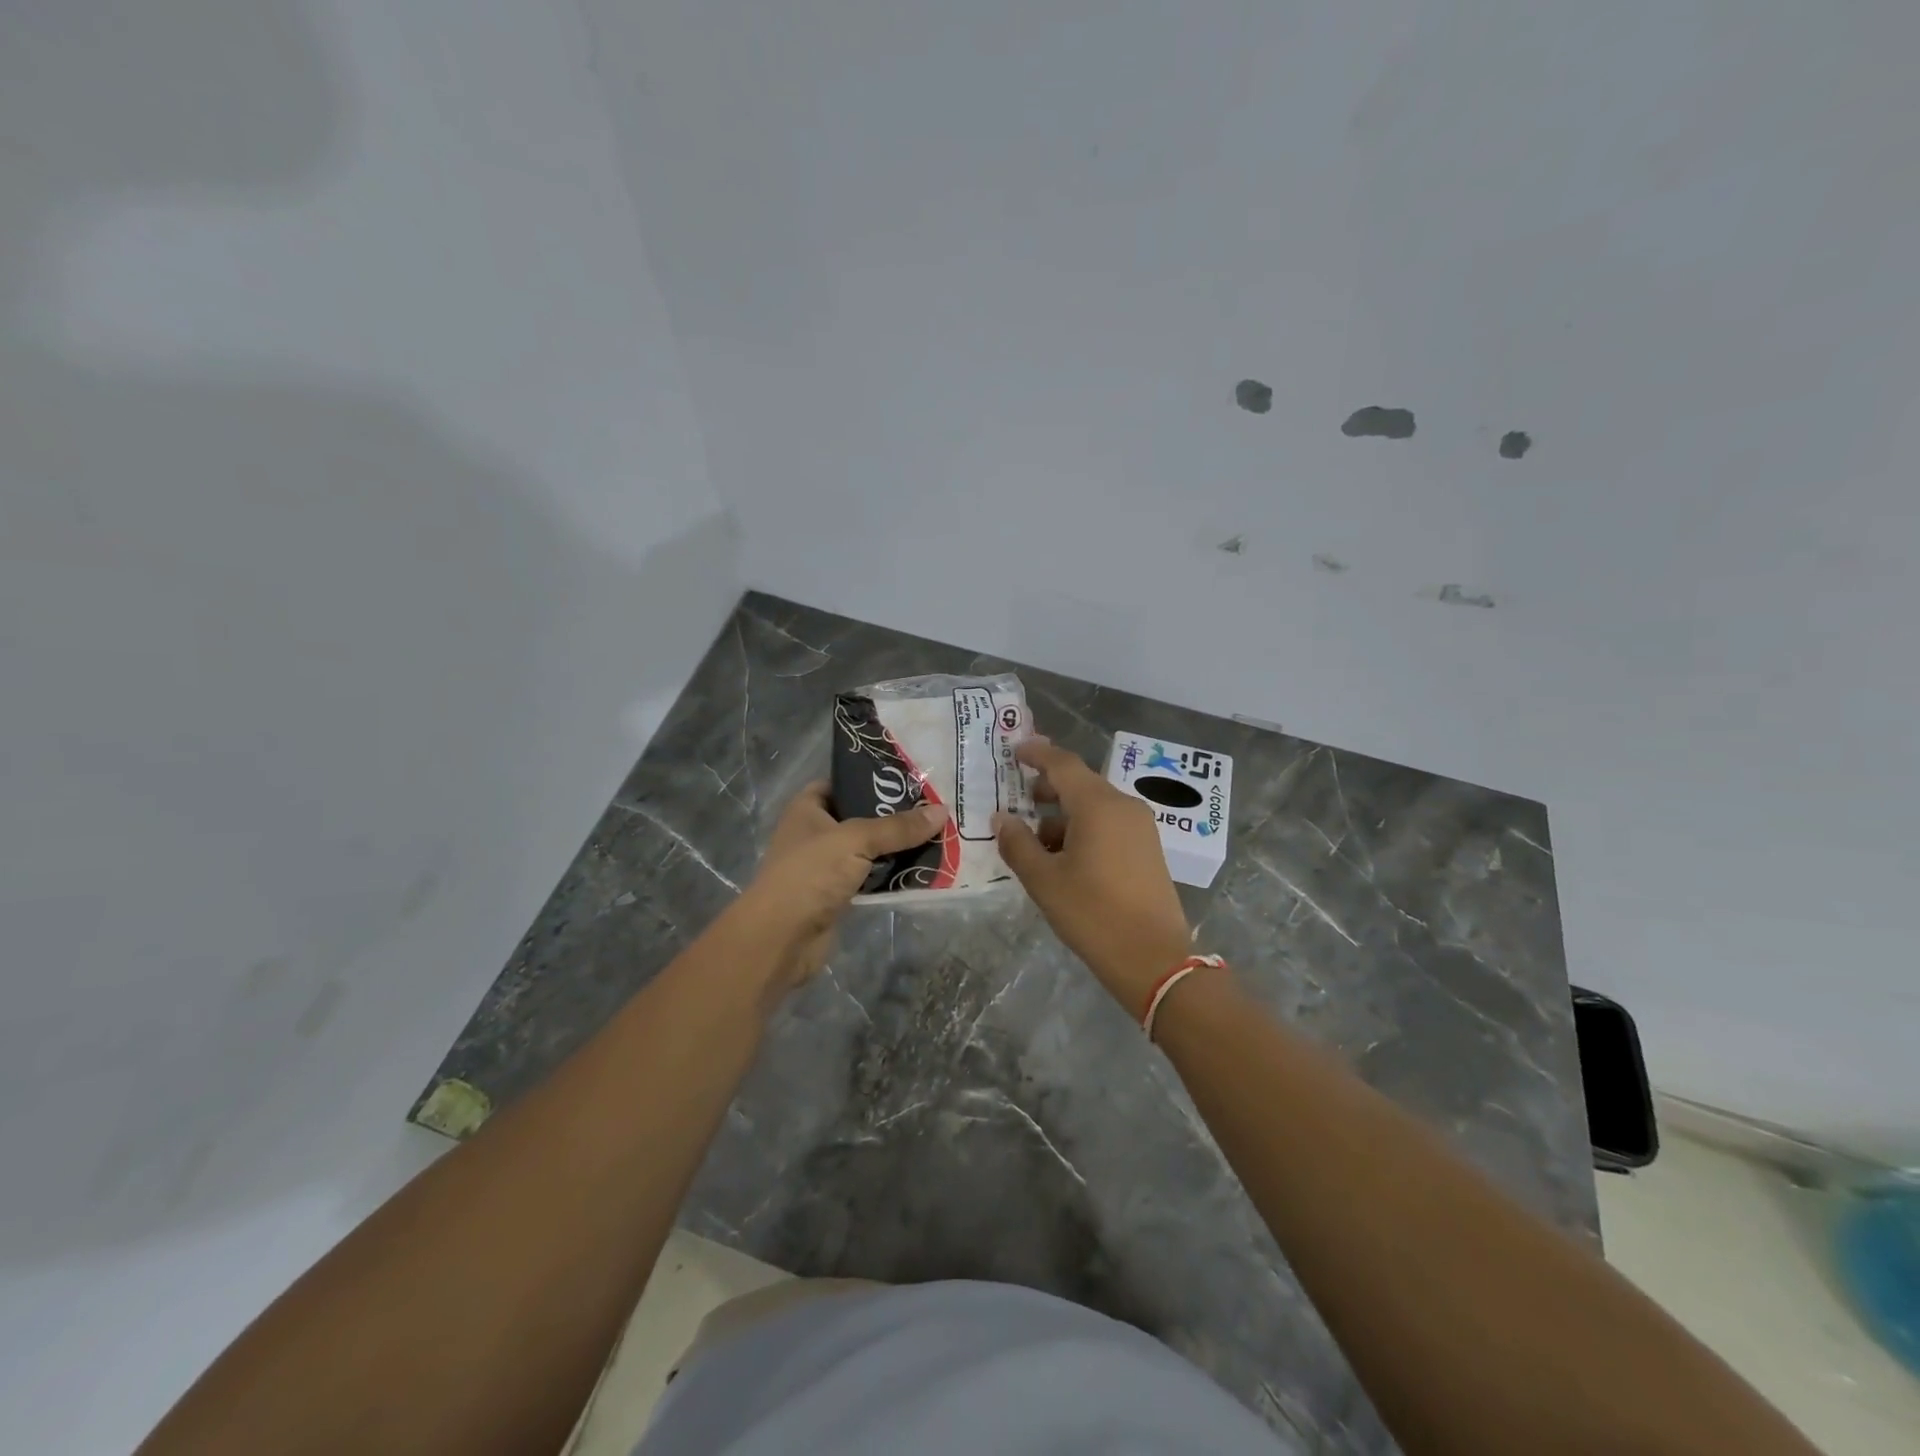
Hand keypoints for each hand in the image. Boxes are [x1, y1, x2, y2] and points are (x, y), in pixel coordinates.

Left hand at [733, 782, 945, 995]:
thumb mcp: (856, 840)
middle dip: (893, 817)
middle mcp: (815, 834)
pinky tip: (923, 871)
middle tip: (933, 809)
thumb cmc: (810, 874)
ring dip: (897, 849)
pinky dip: (892, 876)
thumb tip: (941, 811)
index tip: (908, 779)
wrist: (780, 938)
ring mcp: (825, 867)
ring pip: (868, 851)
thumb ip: (898, 827)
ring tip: (937, 837)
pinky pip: (871, 879)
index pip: (840, 784)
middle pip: (860, 818)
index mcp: (808, 809)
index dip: (869, 780)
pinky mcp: (837, 896)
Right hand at [993, 738, 1192, 1015]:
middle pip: (1080, 783)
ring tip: (1034, 842)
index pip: (1063, 764)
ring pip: (1094, 806)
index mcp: (1098, 805)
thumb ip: (1018, 844)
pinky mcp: (1148, 848)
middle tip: (1018, 799)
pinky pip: (1109, 824)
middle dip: (1048, 788)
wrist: (1154, 959)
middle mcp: (1123, 806)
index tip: (1015, 750)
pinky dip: (1083, 829)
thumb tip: (1001, 818)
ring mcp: (1140, 827)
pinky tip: (1064, 858)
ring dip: (1063, 815)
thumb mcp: (1045, 881)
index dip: (1037, 753)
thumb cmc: (1093, 914)